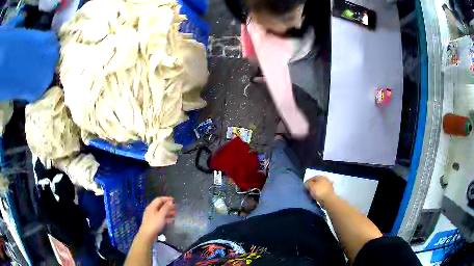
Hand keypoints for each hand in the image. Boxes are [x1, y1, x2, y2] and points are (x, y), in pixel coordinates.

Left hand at [137, 197, 174, 244]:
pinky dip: (166, 218)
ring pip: (161, 212)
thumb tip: (170, 202)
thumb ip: (166, 208)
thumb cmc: (154, 223)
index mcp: (152, 206)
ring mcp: (152, 216)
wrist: (147, 234)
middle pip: (160, 206)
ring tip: (176, 214)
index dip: (166, 199)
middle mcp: (151, 210)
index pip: (159, 199)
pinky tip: (172, 220)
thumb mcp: (161, 215)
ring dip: (168, 212)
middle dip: (168, 206)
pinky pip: (161, 218)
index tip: (174, 200)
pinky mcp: (153, 222)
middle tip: (176, 208)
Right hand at [305, 176, 333, 203]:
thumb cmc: (319, 191)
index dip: (308, 182)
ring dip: (317, 190)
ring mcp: (329, 185)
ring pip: (320, 187)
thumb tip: (307, 182)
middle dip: (313, 186)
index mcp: (321, 177)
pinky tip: (318, 196)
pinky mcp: (330, 191)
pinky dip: (320, 193)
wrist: (328, 199)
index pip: (313, 178)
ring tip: (313, 195)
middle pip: (317, 182)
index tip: (305, 187)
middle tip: (309, 191)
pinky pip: (323, 191)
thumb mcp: (311, 186)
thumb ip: (308, 183)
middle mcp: (326, 179)